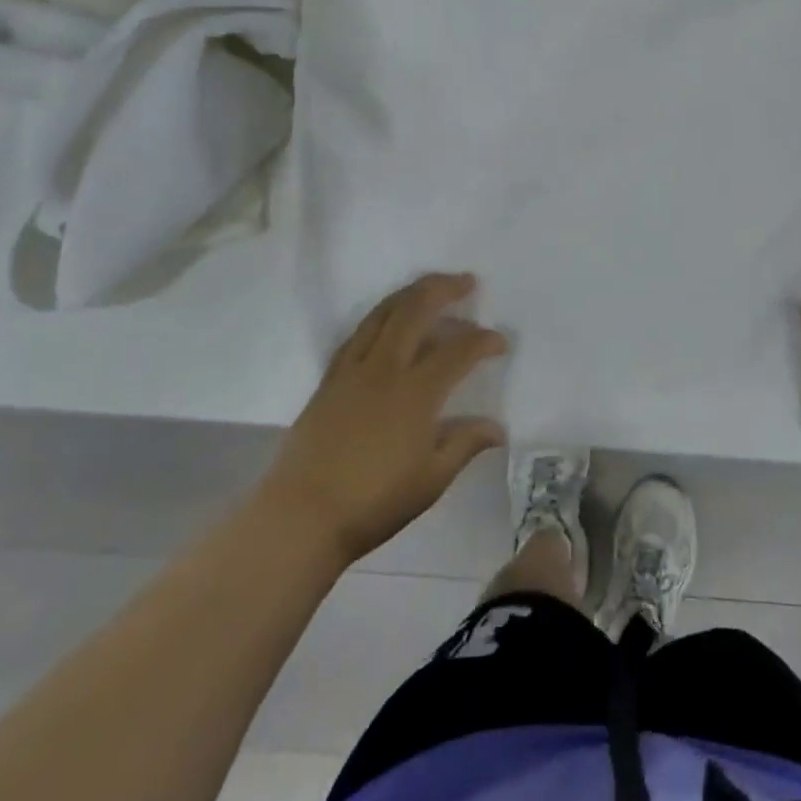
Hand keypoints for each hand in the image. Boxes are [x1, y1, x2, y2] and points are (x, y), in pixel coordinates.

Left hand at [261, 273, 507, 563]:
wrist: (300, 518)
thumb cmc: (373, 502)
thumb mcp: (431, 479)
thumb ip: (465, 444)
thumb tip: (498, 428)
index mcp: (416, 392)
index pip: (458, 350)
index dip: (483, 341)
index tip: (500, 343)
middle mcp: (385, 368)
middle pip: (416, 310)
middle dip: (445, 289)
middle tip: (467, 282)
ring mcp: (353, 370)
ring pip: (384, 313)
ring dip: (411, 293)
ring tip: (430, 287)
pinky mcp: (330, 379)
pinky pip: (358, 333)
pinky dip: (380, 316)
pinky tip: (388, 321)